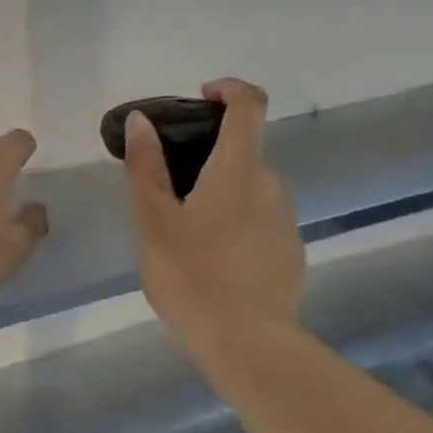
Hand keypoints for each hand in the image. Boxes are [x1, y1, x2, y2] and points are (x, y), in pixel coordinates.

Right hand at [123, 78, 304, 360]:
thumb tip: (141, 120)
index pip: (250, 104)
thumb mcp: (153, 221)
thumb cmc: (191, 276)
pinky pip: (261, 219)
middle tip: (168, 186)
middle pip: (244, 150)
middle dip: (209, 154)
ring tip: (185, 231)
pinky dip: (236, 220)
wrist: (246, 343)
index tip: (200, 97)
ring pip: (251, 188)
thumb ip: (145, 167)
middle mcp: (272, 184)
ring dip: (221, 191)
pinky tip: (211, 259)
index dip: (229, 89)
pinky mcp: (291, 251)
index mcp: (239, 169)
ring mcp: (286, 219)